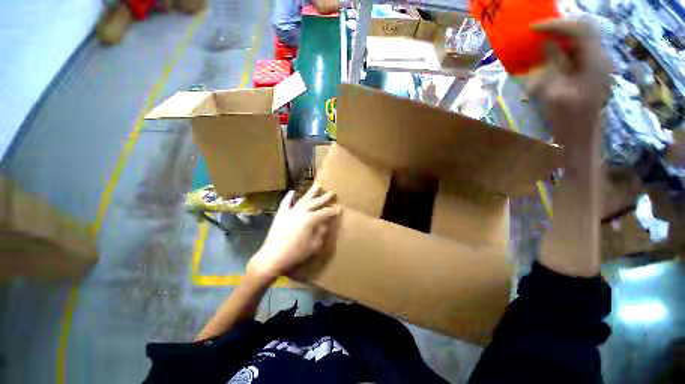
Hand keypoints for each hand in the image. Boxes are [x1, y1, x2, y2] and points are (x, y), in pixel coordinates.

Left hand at [248, 184, 340, 280]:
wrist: (273, 256)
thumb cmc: (295, 253)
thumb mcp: (313, 245)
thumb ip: (320, 233)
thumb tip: (325, 225)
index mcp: (310, 219)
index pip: (325, 212)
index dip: (333, 210)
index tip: (340, 208)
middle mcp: (301, 212)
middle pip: (315, 203)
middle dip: (324, 198)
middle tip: (331, 192)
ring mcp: (290, 211)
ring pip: (303, 199)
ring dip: (310, 192)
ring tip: (317, 184)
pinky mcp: (281, 214)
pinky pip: (286, 203)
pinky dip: (289, 196)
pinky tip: (292, 191)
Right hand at [529, 18, 612, 142]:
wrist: (581, 137)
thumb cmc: (568, 119)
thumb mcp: (556, 91)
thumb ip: (553, 64)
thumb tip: (546, 45)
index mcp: (595, 62)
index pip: (579, 29)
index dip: (556, 24)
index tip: (533, 29)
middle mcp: (600, 59)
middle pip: (583, 31)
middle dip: (559, 28)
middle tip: (537, 33)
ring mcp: (598, 66)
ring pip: (581, 40)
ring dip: (561, 38)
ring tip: (541, 42)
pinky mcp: (592, 73)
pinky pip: (579, 52)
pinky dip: (563, 50)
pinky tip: (550, 56)